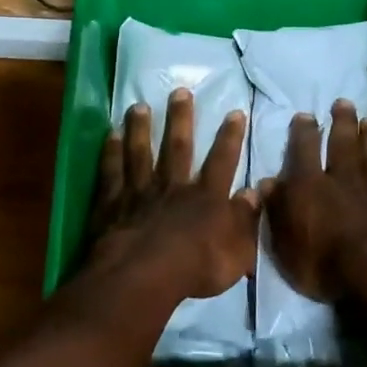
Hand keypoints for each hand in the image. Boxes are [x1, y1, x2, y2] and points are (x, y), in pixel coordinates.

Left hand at [86, 88, 259, 301]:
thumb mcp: (238, 250)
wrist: (145, 275)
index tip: (234, 112)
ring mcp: (140, 192)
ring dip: (140, 128)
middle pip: (177, 146)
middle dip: (180, 118)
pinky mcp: (113, 204)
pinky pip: (112, 173)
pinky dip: (110, 153)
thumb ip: (247, 219)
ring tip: (138, 105)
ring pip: (140, 153)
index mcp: (206, 197)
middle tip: (179, 91)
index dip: (230, 136)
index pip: (223, 160)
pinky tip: (110, 135)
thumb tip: (256, 191)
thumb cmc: (197, 267)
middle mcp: (174, 187)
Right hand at [260, 99, 366, 303]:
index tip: (305, 115)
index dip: (303, 132)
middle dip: (341, 121)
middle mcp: (340, 177)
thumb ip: (276, 210)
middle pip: (342, 143)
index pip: (303, 150)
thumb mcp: (284, 244)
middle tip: (343, 102)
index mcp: (308, 185)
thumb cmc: (323, 262)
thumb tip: (266, 183)